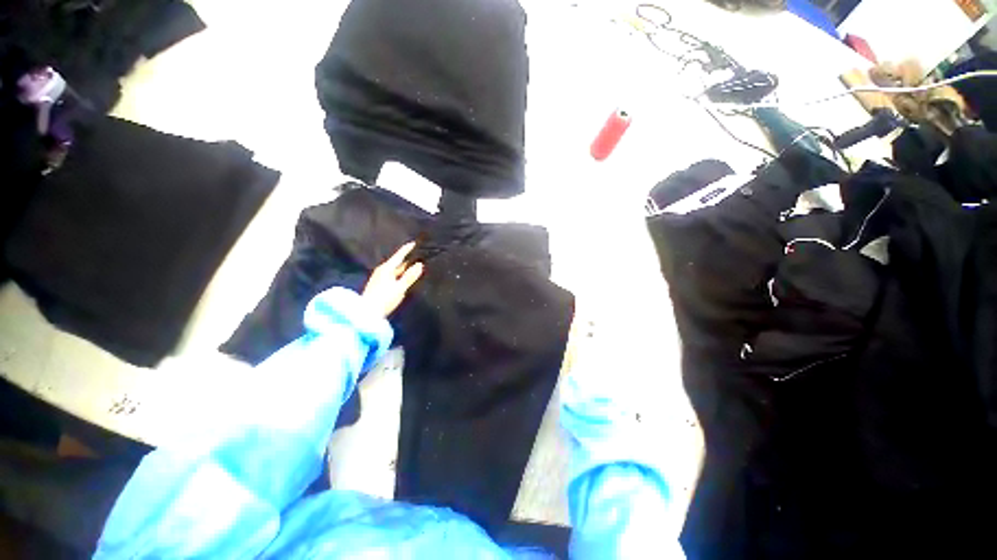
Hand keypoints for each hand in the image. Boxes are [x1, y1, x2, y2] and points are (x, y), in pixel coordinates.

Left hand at [362, 242, 423, 317]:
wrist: (366, 314)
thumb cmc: (384, 299)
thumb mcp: (400, 288)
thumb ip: (410, 276)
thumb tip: (420, 264)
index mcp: (386, 269)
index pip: (399, 256)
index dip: (407, 249)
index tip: (414, 243)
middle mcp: (382, 271)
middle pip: (397, 263)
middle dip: (407, 260)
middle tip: (418, 256)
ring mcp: (379, 279)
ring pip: (395, 271)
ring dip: (404, 268)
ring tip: (414, 266)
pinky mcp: (379, 286)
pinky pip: (392, 276)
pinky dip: (400, 275)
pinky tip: (404, 278)